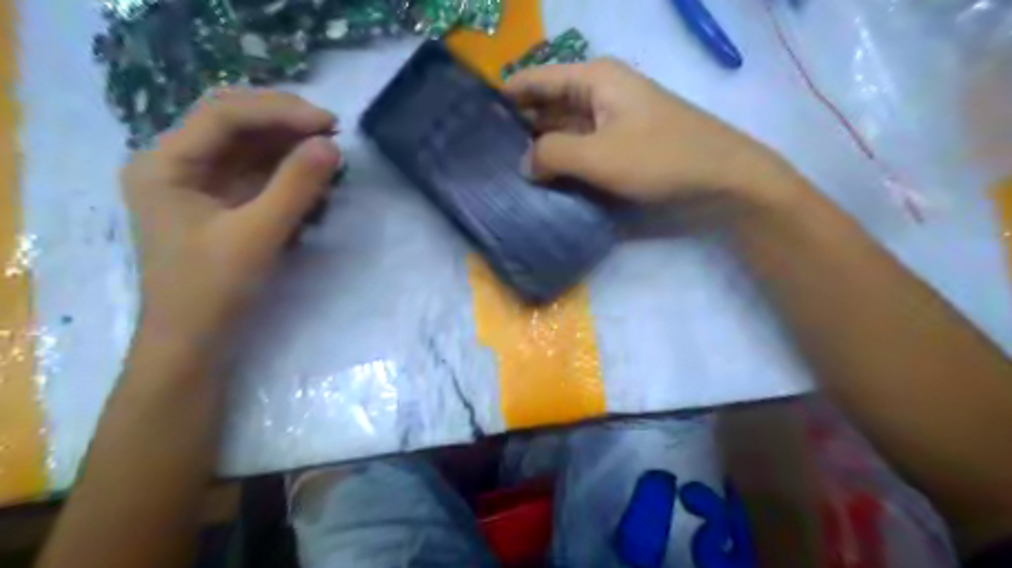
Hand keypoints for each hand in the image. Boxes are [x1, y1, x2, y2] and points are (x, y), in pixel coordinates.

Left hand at [120, 88, 341, 349]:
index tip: (329, 124)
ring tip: (330, 153)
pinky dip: (288, 172)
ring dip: (290, 146)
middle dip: (285, 123)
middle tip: (333, 132)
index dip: (280, 112)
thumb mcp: (257, 235)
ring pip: (249, 147)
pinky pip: (258, 173)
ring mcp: (201, 184)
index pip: (224, 115)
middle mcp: (178, 163)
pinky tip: (315, 178)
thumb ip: (295, 187)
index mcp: (165, 164)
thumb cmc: (213, 290)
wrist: (194, 341)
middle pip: (235, 123)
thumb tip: (331, 145)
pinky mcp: (223, 203)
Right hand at [507, 58, 789, 205]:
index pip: (533, 79)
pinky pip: (581, 148)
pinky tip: (544, 181)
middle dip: (518, 128)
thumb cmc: (660, 157)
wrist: (722, 177)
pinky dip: (563, 161)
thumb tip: (523, 163)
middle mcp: (599, 93)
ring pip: (563, 129)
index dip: (502, 97)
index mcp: (592, 79)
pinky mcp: (621, 145)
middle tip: (484, 156)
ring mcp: (611, 120)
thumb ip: (552, 154)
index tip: (472, 120)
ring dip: (540, 149)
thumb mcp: (598, 155)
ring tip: (506, 172)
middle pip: (546, 105)